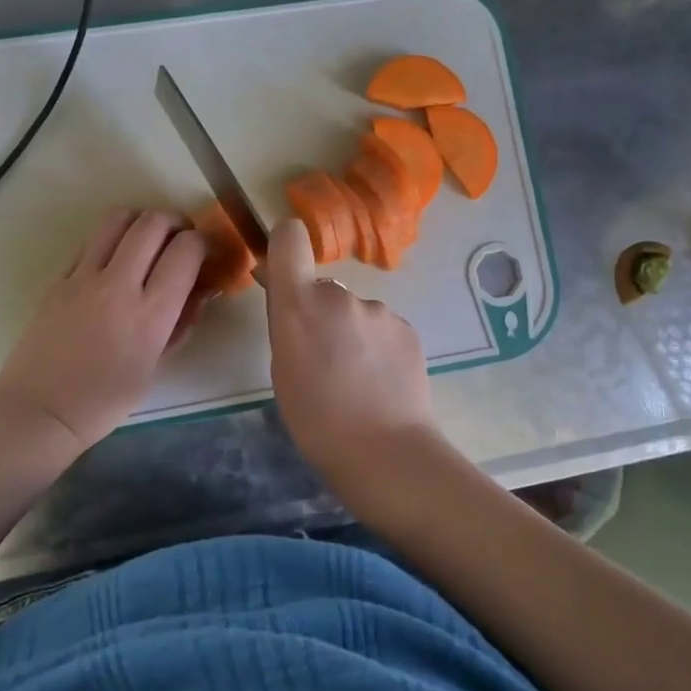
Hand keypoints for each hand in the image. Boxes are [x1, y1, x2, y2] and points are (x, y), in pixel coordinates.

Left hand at [0, 208, 205, 450]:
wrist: (41, 409)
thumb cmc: (105, 400)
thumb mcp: (155, 367)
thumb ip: (179, 324)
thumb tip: (198, 292)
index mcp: (150, 313)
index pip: (186, 251)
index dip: (203, 243)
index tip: (206, 253)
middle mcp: (118, 284)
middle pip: (153, 222)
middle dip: (176, 222)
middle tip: (181, 239)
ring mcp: (84, 277)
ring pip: (118, 219)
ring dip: (141, 220)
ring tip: (148, 239)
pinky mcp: (59, 277)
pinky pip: (91, 241)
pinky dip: (111, 239)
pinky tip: (114, 260)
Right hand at [264, 217, 436, 471]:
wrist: (385, 451)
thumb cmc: (316, 420)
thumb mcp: (282, 370)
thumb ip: (286, 324)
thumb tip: (289, 297)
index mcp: (300, 304)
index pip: (290, 238)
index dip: (286, 245)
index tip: (285, 271)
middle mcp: (340, 295)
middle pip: (323, 287)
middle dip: (320, 312)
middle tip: (323, 358)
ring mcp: (379, 310)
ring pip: (354, 311)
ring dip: (351, 331)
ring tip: (356, 377)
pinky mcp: (407, 327)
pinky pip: (381, 328)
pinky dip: (377, 346)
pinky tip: (380, 380)